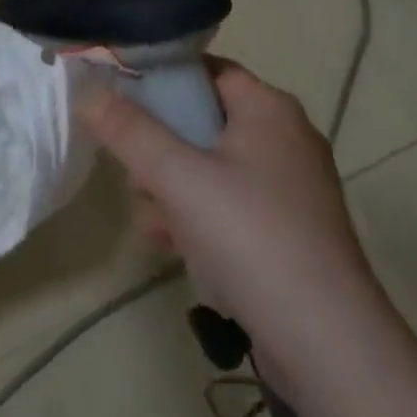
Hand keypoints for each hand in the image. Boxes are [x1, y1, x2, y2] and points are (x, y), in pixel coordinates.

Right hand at [77, 58, 368, 344]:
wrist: (328, 345)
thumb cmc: (250, 237)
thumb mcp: (178, 178)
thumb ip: (129, 131)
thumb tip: (87, 91)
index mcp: (269, 108)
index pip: (206, 71)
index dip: (162, 80)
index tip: (121, 101)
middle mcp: (287, 137)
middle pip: (206, 121)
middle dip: (162, 147)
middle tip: (132, 172)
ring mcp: (293, 188)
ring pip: (216, 168)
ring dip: (175, 187)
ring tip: (147, 217)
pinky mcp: (292, 232)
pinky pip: (234, 206)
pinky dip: (201, 216)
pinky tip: (169, 244)